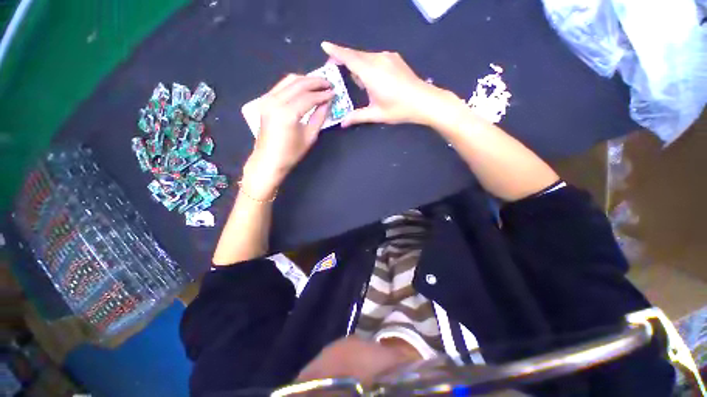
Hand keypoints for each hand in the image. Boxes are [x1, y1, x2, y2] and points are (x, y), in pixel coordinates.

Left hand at [243, 74, 333, 199]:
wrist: (268, 160)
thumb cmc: (290, 153)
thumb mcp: (309, 137)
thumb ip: (319, 117)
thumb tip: (327, 103)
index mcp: (287, 114)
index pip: (308, 97)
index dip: (323, 94)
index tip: (334, 92)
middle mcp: (275, 102)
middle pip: (298, 84)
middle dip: (316, 82)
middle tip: (329, 83)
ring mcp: (267, 99)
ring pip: (289, 81)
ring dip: (305, 80)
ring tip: (319, 84)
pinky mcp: (265, 101)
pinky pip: (282, 86)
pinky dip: (294, 84)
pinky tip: (304, 88)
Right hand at [321, 41, 452, 127]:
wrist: (424, 101)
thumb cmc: (399, 109)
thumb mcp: (376, 114)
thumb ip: (357, 116)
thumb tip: (343, 123)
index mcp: (371, 72)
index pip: (349, 58)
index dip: (335, 51)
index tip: (324, 46)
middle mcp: (378, 59)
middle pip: (356, 55)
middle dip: (343, 59)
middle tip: (335, 69)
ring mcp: (388, 57)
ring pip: (365, 57)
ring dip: (357, 65)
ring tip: (356, 81)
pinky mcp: (394, 58)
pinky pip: (375, 58)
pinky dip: (367, 65)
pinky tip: (371, 78)